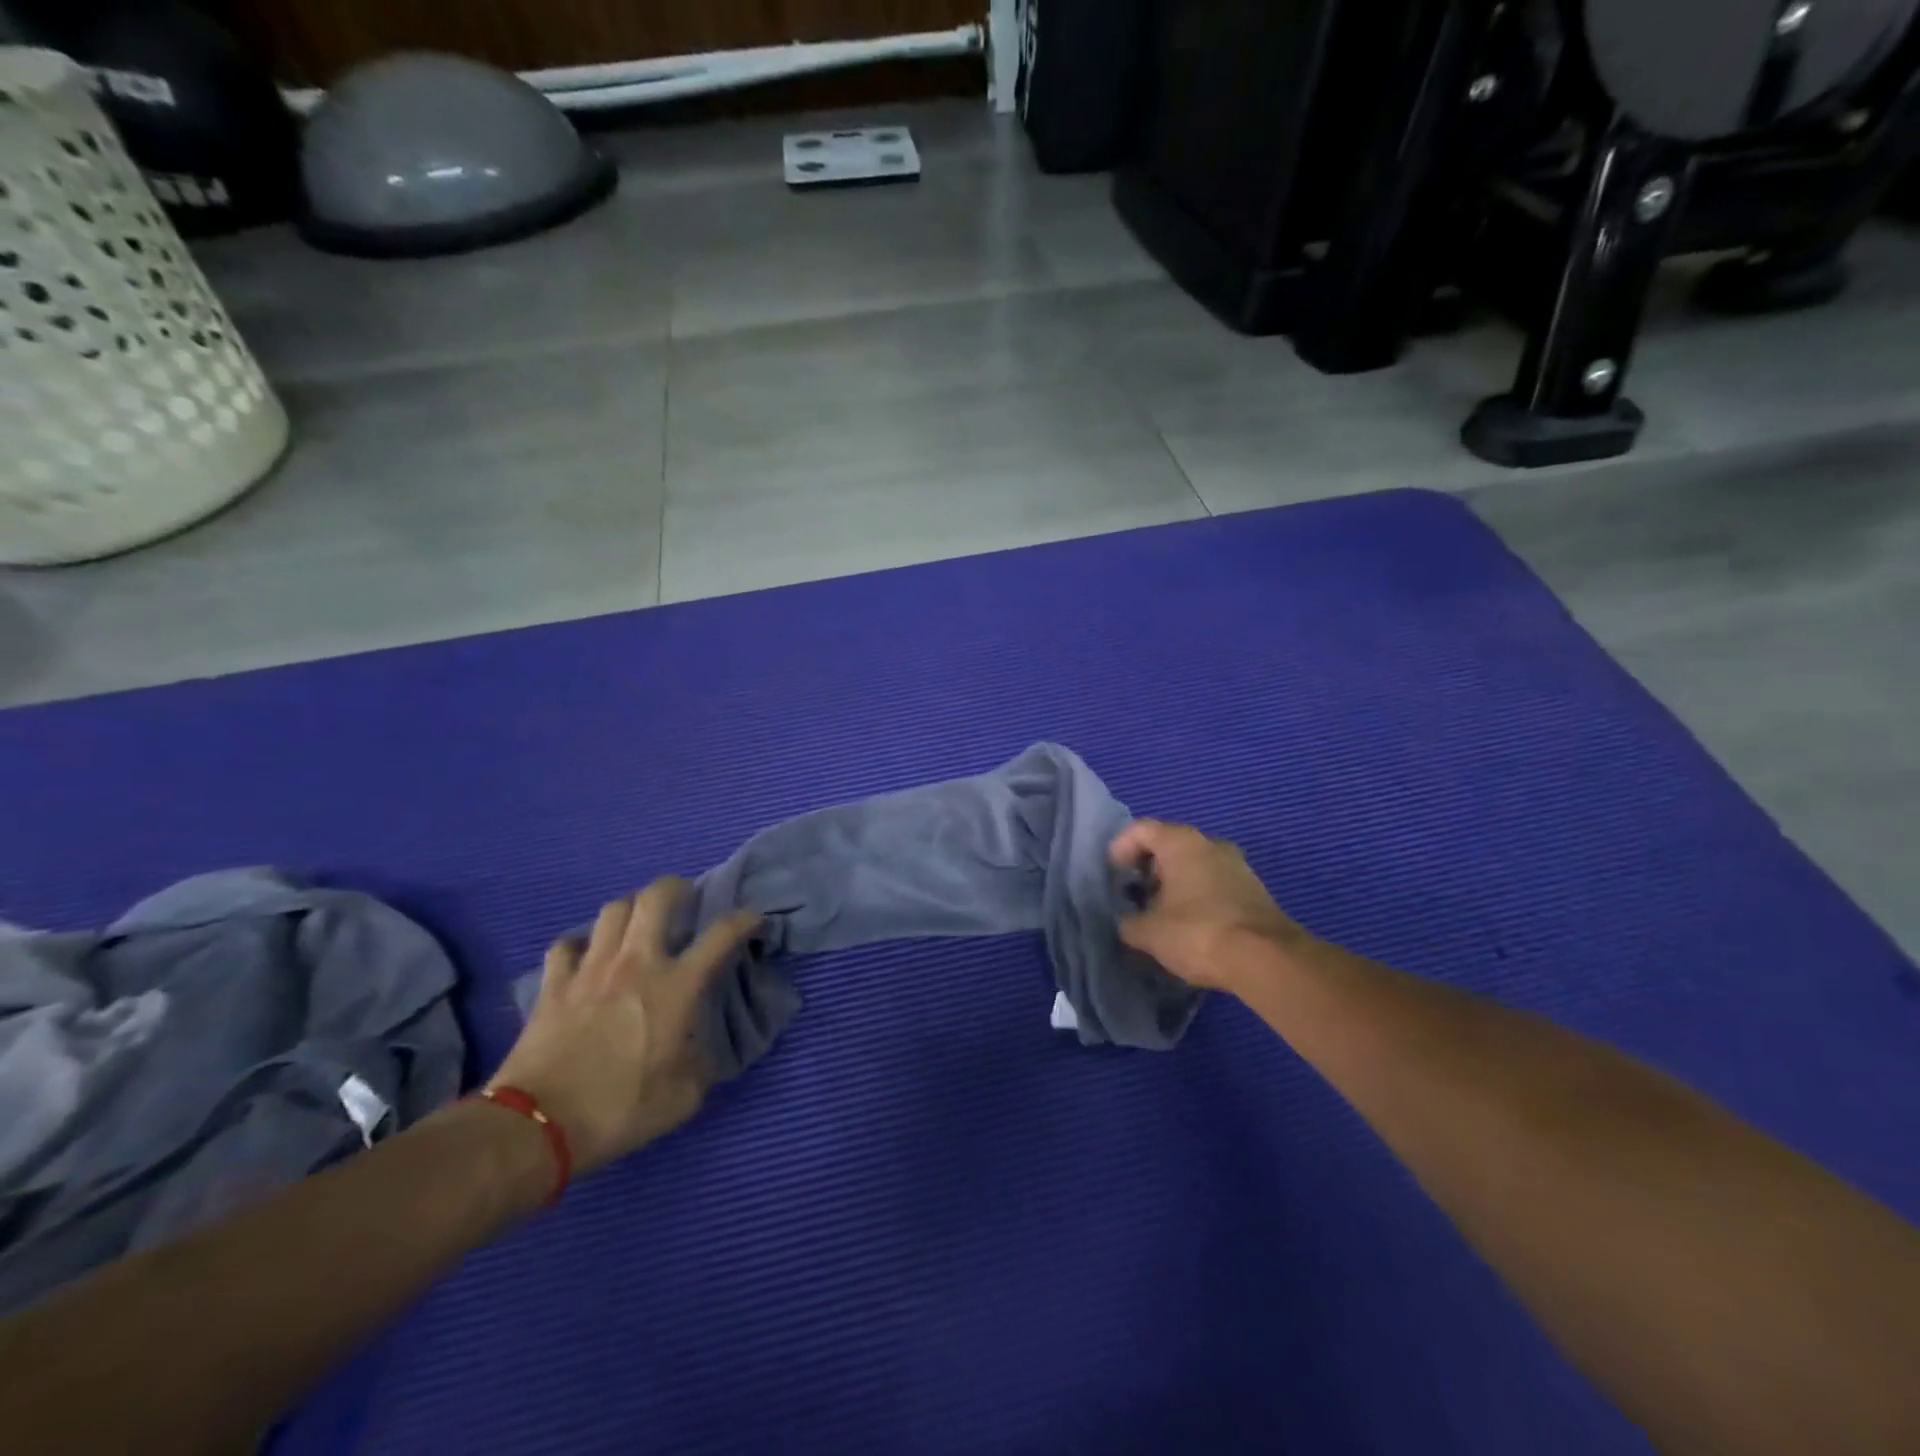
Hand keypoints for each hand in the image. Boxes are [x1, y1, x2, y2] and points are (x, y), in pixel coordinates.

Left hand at [492, 879, 760, 1174]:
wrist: (537, 1127)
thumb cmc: (619, 1111)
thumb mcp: (683, 1098)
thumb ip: (701, 1065)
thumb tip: (700, 1052)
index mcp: (676, 987)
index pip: (721, 934)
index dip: (744, 919)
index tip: (753, 919)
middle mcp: (636, 963)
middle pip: (656, 897)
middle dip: (676, 888)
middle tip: (684, 900)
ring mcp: (590, 969)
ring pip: (612, 910)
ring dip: (630, 909)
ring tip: (636, 924)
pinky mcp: (553, 984)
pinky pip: (566, 946)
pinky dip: (579, 946)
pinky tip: (584, 958)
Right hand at [1109, 819, 1306, 993]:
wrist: (1266, 960)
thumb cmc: (1198, 933)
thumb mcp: (1148, 933)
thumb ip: (1128, 922)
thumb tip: (1126, 923)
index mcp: (1182, 843)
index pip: (1141, 830)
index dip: (1120, 848)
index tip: (1111, 875)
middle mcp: (1211, 844)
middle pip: (1168, 846)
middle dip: (1146, 869)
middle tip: (1132, 896)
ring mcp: (1236, 866)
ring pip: (1193, 866)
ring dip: (1172, 885)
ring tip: (1158, 915)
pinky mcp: (1252, 891)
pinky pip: (1212, 884)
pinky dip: (1194, 897)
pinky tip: (1187, 926)